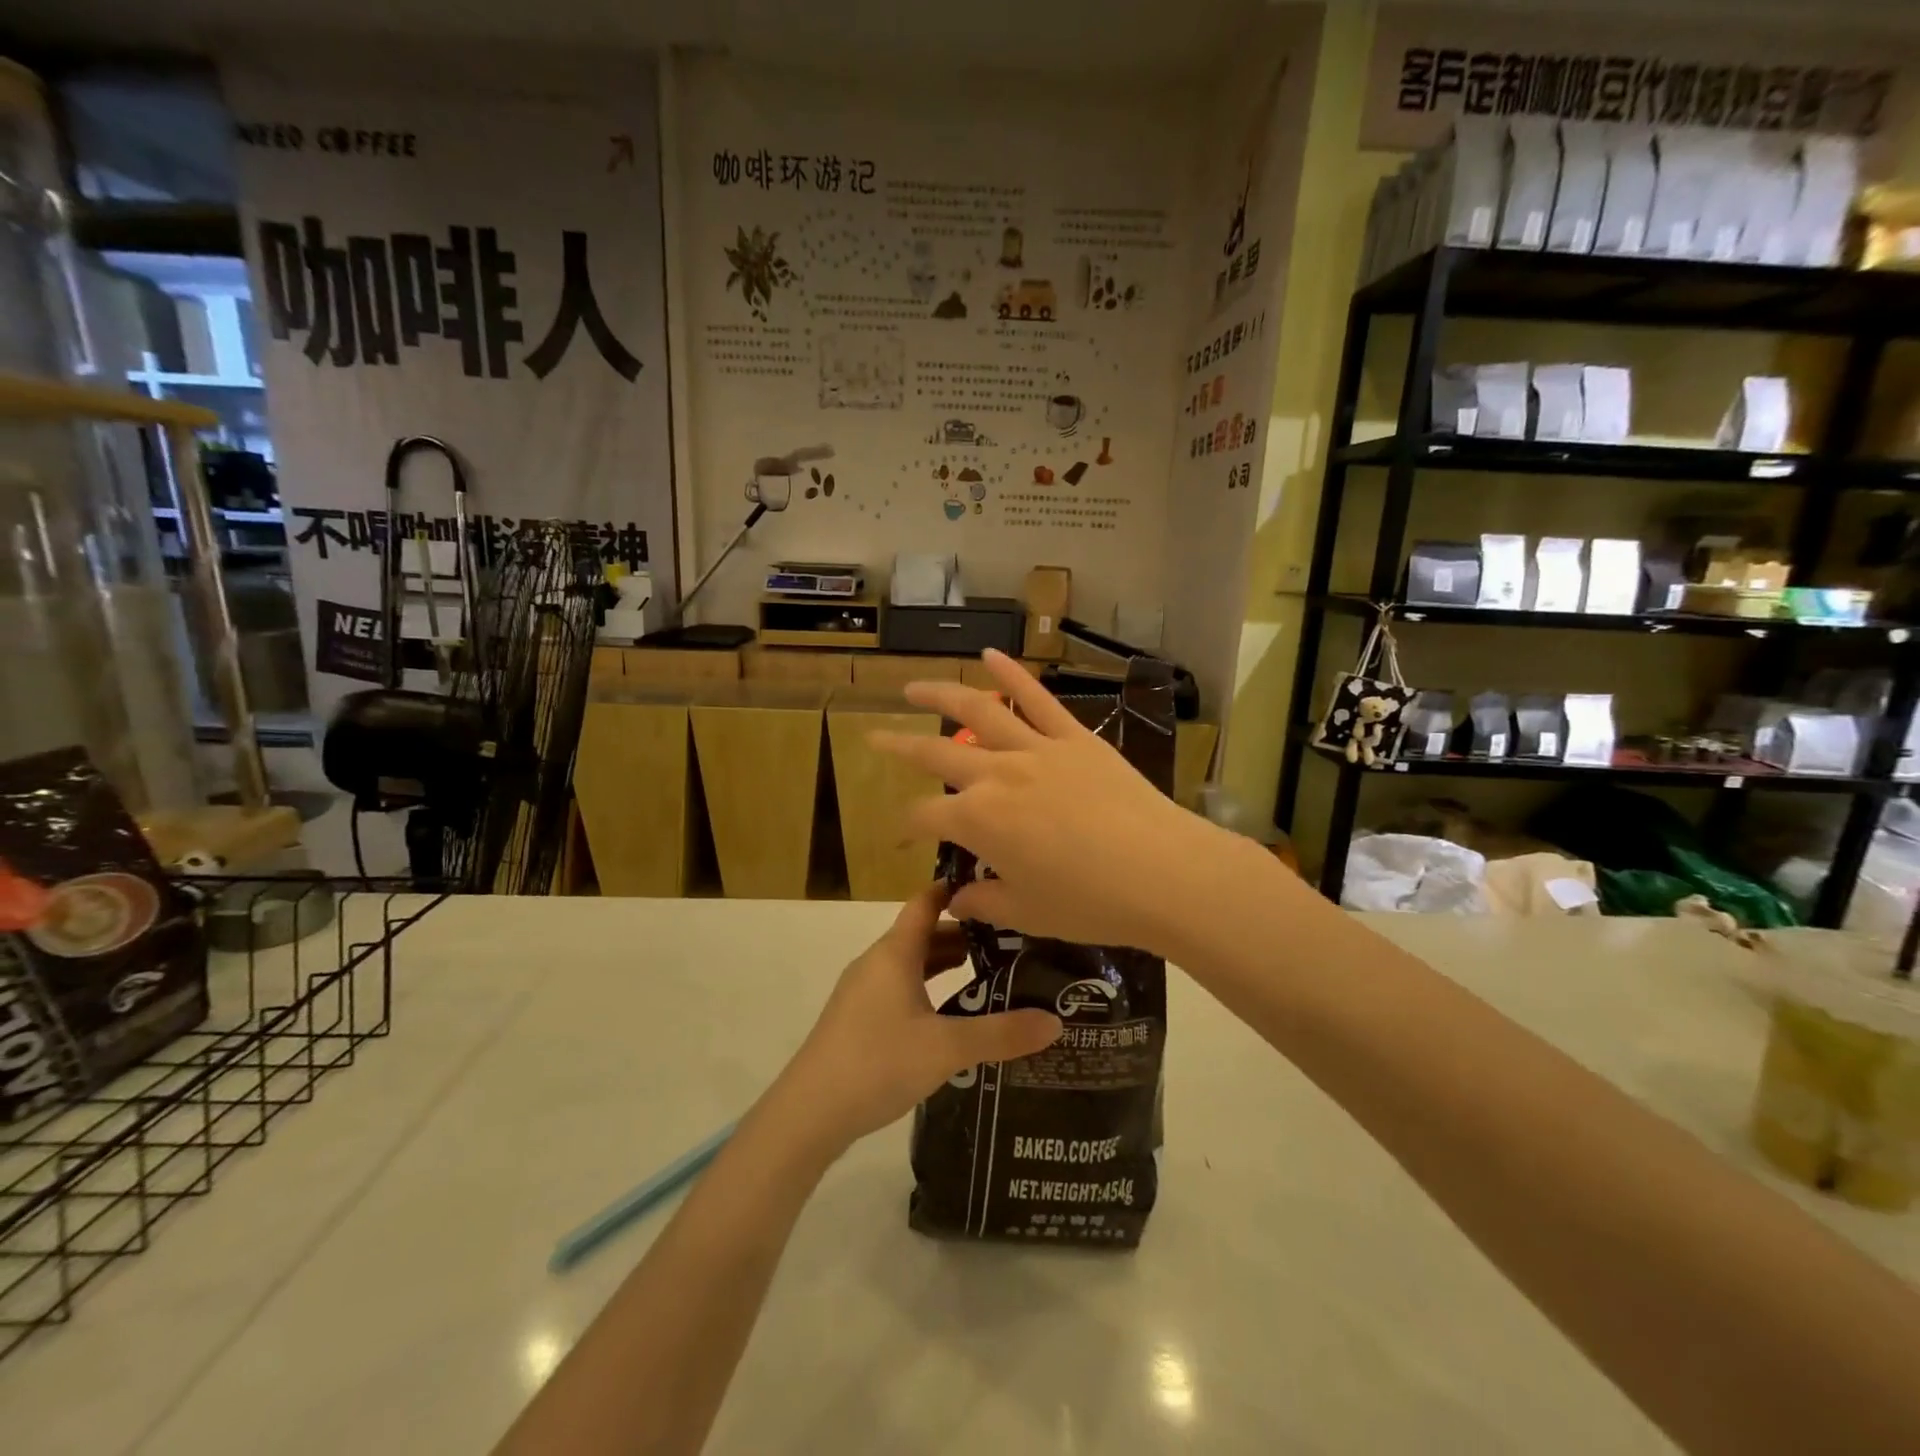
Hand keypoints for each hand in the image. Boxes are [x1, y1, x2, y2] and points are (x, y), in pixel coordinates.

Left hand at [774, 885, 1060, 1149]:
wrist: (809, 1113)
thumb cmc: (877, 1062)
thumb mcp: (947, 1049)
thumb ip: (1001, 1034)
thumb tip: (1056, 1020)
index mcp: (894, 952)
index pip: (926, 901)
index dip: (957, 890)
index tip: (995, 887)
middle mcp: (877, 962)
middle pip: (922, 934)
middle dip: (963, 933)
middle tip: (1009, 939)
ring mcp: (863, 992)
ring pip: (911, 964)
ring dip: (945, 964)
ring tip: (988, 973)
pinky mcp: (858, 1019)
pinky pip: (900, 988)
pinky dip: (928, 988)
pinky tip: (950, 1014)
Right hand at [870, 649, 1231, 954]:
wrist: (1162, 873)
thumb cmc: (1090, 902)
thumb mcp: (1028, 912)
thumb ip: (984, 902)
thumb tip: (956, 899)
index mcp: (978, 822)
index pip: (925, 817)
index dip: (906, 829)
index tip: (902, 840)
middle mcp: (996, 775)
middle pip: (936, 755)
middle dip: (900, 747)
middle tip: (875, 736)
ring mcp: (1036, 750)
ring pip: (978, 712)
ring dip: (940, 696)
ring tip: (913, 687)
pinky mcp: (1074, 738)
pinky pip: (1037, 699)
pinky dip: (1011, 675)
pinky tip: (989, 654)